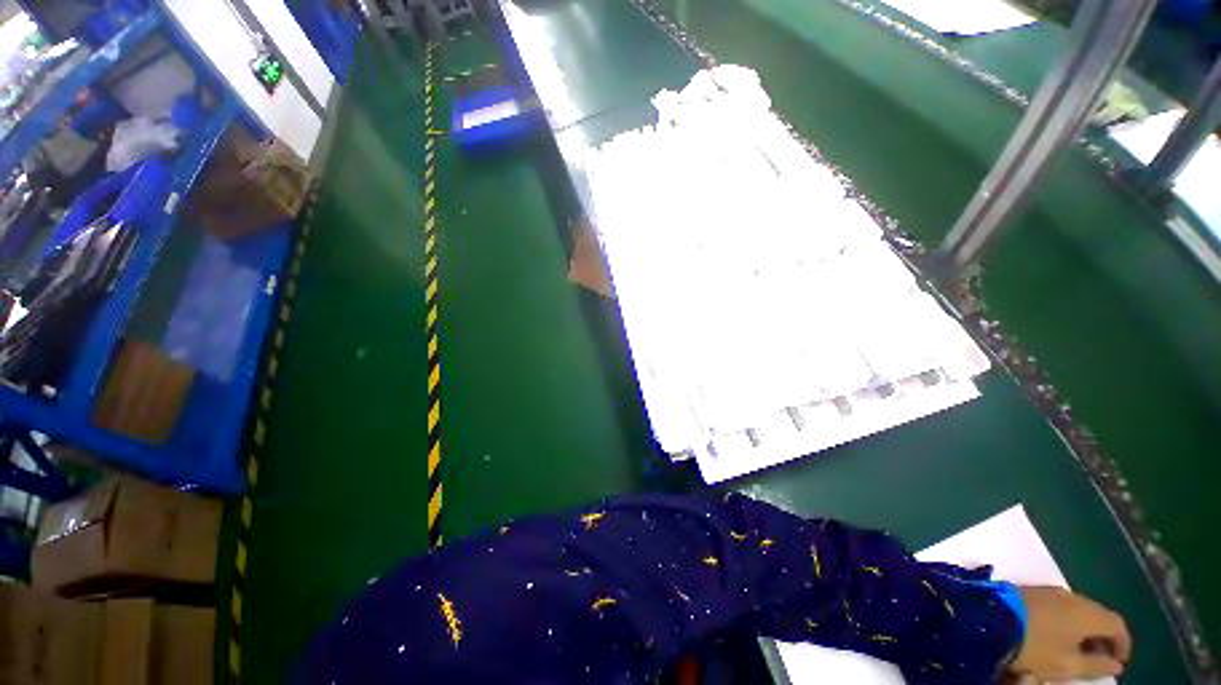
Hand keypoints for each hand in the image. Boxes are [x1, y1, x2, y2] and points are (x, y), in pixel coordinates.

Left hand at [1009, 586, 1130, 681]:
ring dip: (1084, 630)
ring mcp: (1049, 591)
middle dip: (1103, 638)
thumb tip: (1116, 665)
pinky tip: (1057, 637)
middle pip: (1098, 615)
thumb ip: (1096, 665)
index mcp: (1088, 612)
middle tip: (1099, 660)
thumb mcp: (1067, 664)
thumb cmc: (1033, 645)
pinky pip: (1059, 606)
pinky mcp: (1031, 591)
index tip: (1119, 663)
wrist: (987, 618)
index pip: (1117, 624)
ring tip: (1078, 652)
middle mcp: (1072, 596)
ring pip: (1078, 611)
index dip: (1123, 644)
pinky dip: (1066, 622)